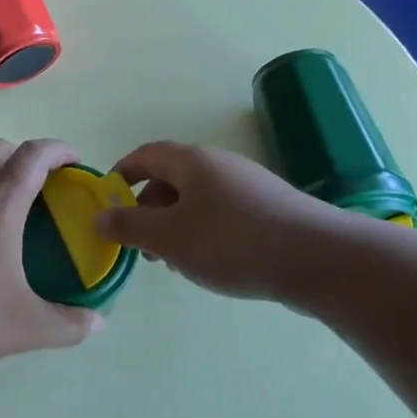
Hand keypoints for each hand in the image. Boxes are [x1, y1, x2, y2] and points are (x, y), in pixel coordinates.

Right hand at [95, 141, 332, 299]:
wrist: (318, 258)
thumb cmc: (232, 242)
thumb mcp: (169, 237)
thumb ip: (129, 226)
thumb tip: (99, 216)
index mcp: (191, 161)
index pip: (145, 154)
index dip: (121, 174)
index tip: (107, 201)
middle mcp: (219, 163)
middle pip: (171, 177)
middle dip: (148, 208)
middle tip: (139, 244)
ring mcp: (247, 184)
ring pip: (197, 199)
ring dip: (175, 224)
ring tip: (172, 261)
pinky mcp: (268, 208)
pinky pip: (222, 212)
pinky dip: (203, 231)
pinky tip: (209, 263)